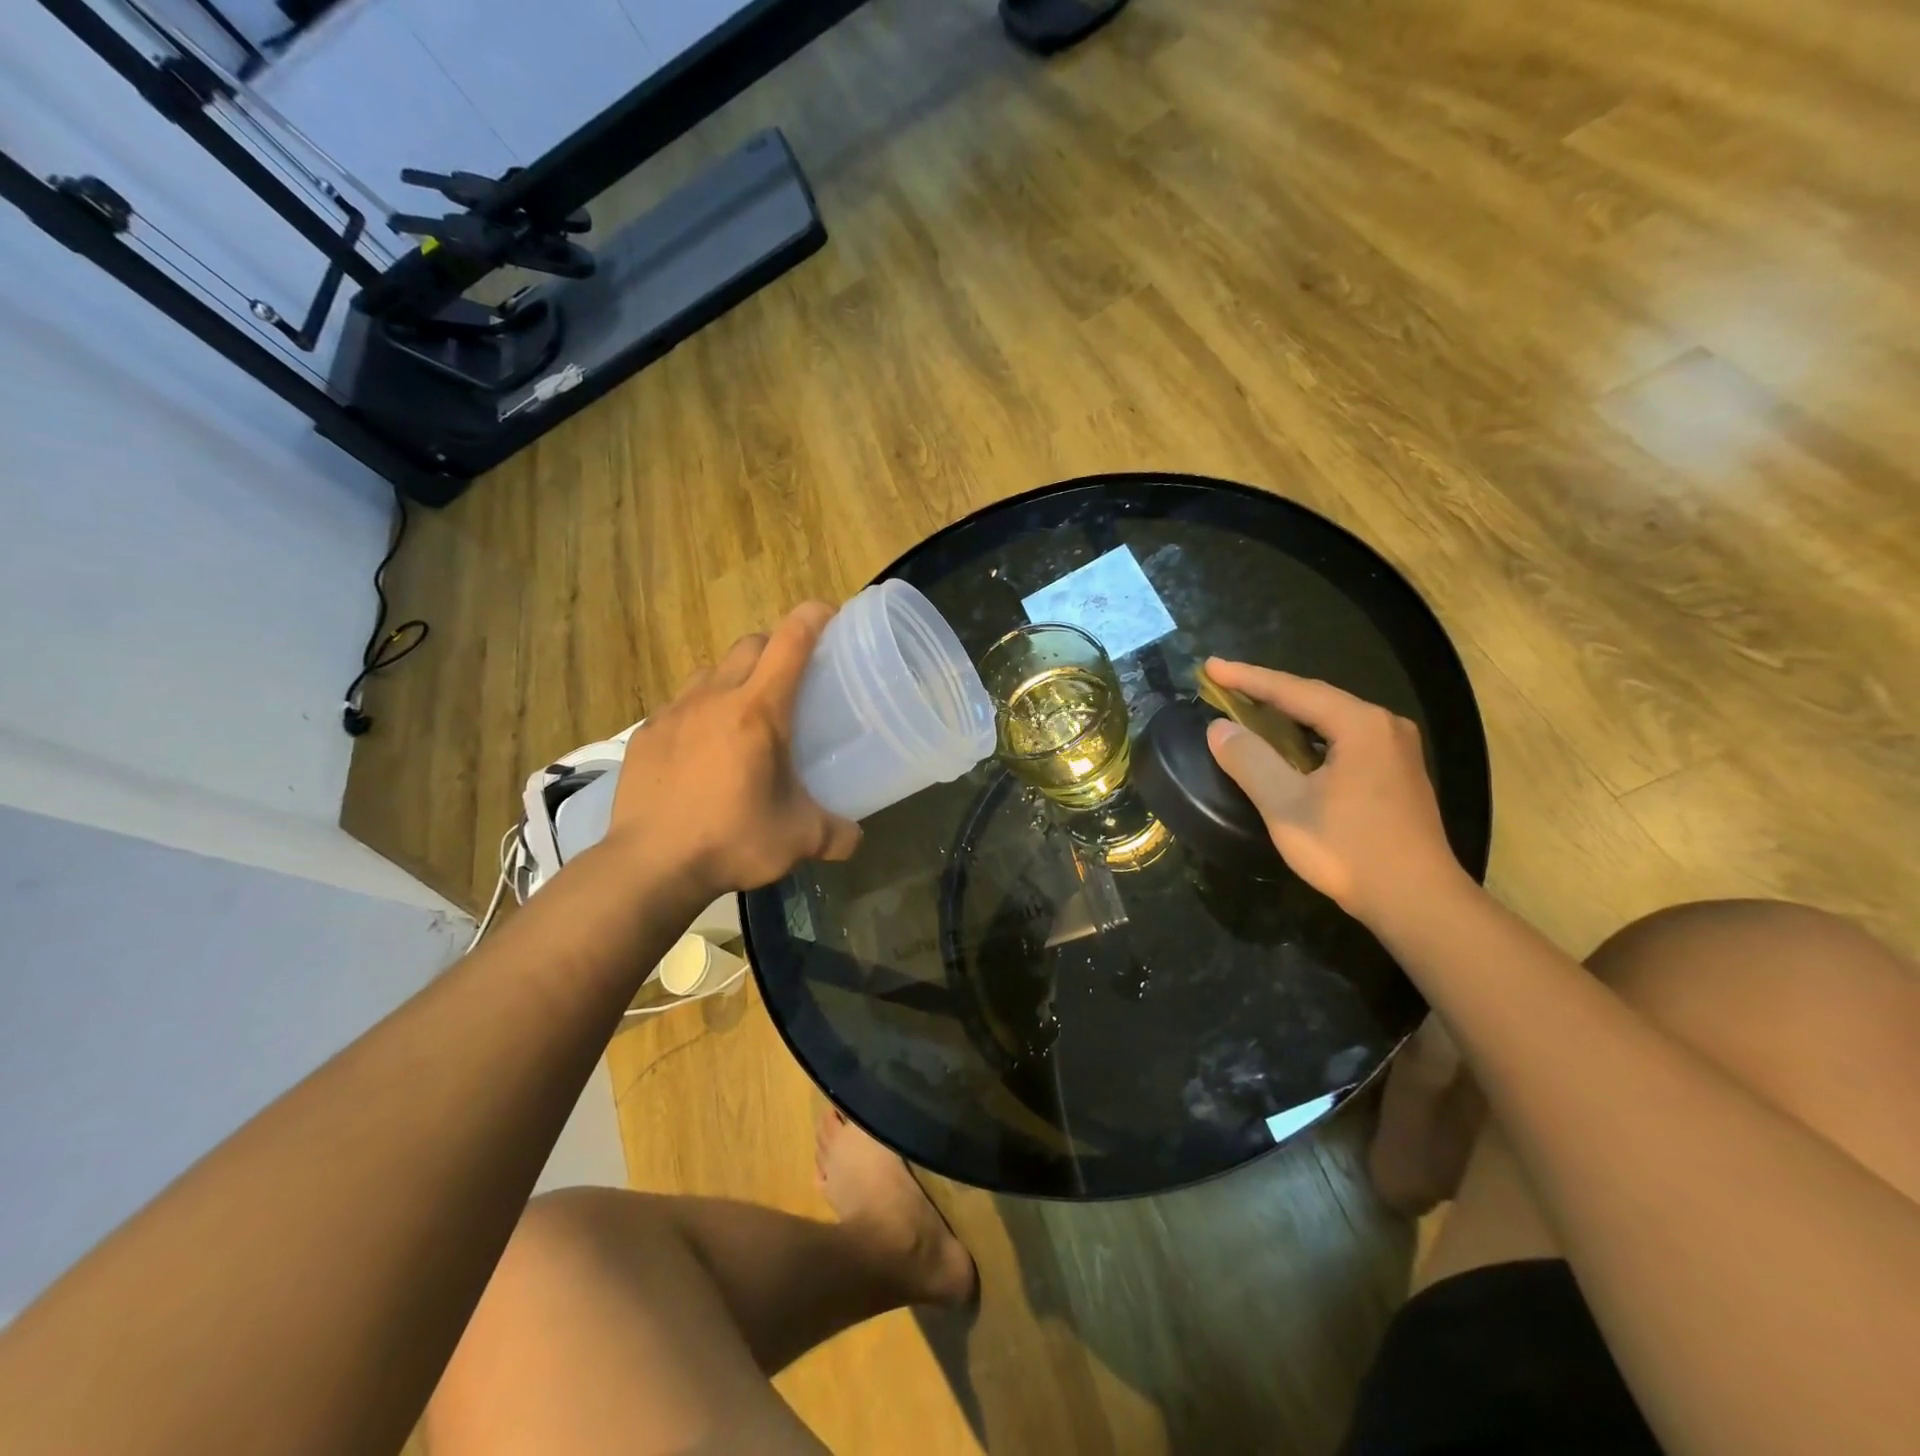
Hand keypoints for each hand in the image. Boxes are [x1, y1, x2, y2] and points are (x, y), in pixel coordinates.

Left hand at [605, 603, 861, 896]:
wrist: (649, 866)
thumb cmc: (732, 840)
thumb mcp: (799, 840)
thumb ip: (836, 834)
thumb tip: (856, 837)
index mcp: (758, 711)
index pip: (790, 642)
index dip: (813, 618)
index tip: (830, 615)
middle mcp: (715, 697)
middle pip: (750, 644)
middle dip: (775, 647)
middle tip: (792, 677)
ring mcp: (674, 712)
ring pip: (711, 670)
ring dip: (735, 676)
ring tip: (745, 711)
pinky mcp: (645, 733)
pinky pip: (680, 704)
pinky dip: (700, 710)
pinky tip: (703, 747)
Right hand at [1202, 658, 1462, 922]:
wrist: (1417, 902)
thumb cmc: (1348, 849)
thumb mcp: (1286, 805)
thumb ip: (1250, 761)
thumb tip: (1219, 728)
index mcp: (1360, 724)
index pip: (1292, 690)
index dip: (1246, 678)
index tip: (1209, 666)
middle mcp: (1384, 726)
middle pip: (1314, 699)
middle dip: (1267, 692)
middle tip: (1225, 686)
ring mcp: (1396, 750)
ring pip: (1330, 720)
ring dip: (1288, 715)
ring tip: (1250, 710)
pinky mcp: (1397, 774)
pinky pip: (1344, 740)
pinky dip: (1309, 737)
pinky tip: (1291, 748)